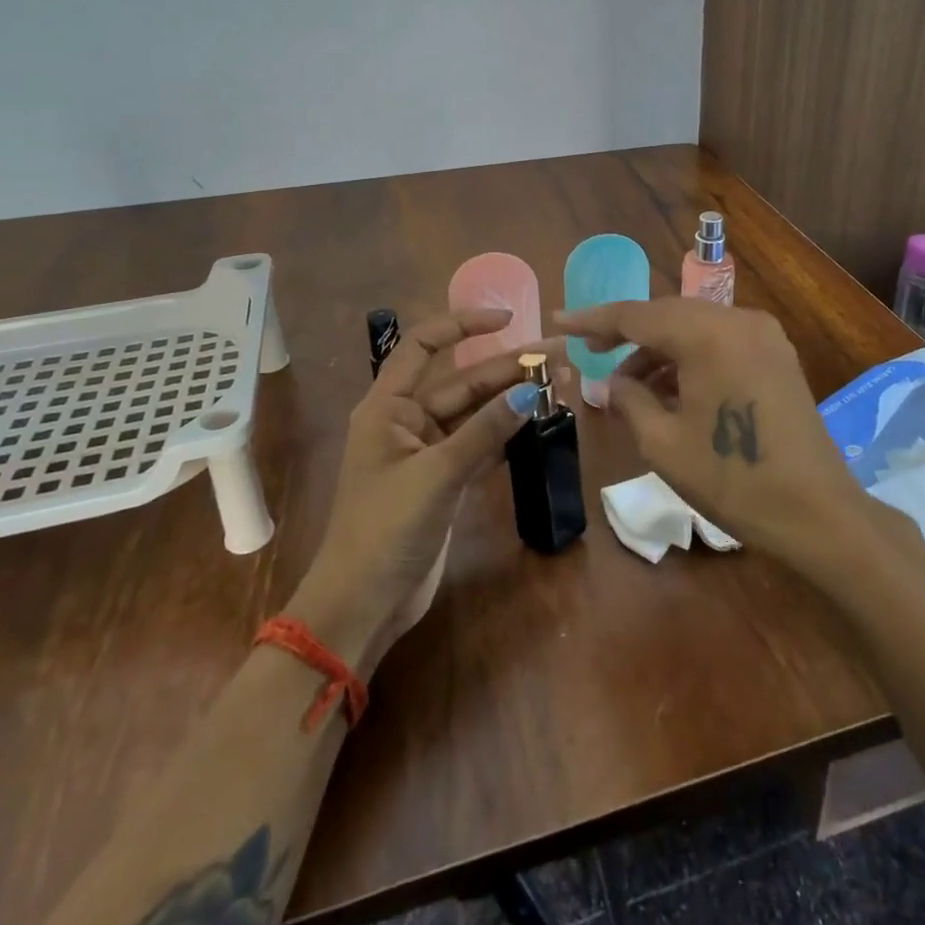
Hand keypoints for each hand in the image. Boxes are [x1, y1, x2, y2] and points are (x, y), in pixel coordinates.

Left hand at [295, 309, 553, 672]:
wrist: (362, 605)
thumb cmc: (385, 529)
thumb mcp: (436, 475)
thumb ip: (485, 431)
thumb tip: (530, 392)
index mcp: (388, 407)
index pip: (423, 345)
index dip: (463, 325)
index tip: (507, 320)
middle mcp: (408, 421)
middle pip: (464, 381)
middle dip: (508, 367)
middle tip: (559, 356)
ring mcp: (429, 452)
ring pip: (477, 413)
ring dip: (514, 399)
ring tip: (561, 383)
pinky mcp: (446, 480)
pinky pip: (482, 444)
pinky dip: (508, 434)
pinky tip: (541, 421)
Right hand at [553, 298, 873, 577]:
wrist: (816, 512)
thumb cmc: (733, 479)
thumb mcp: (664, 443)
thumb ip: (629, 400)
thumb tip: (611, 382)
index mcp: (708, 334)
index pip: (638, 315)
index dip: (594, 319)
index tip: (559, 321)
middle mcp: (738, 320)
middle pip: (668, 314)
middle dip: (627, 333)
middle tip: (590, 350)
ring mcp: (763, 335)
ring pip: (694, 327)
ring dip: (658, 349)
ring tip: (627, 386)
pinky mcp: (776, 354)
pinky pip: (720, 342)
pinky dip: (689, 357)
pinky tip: (669, 389)